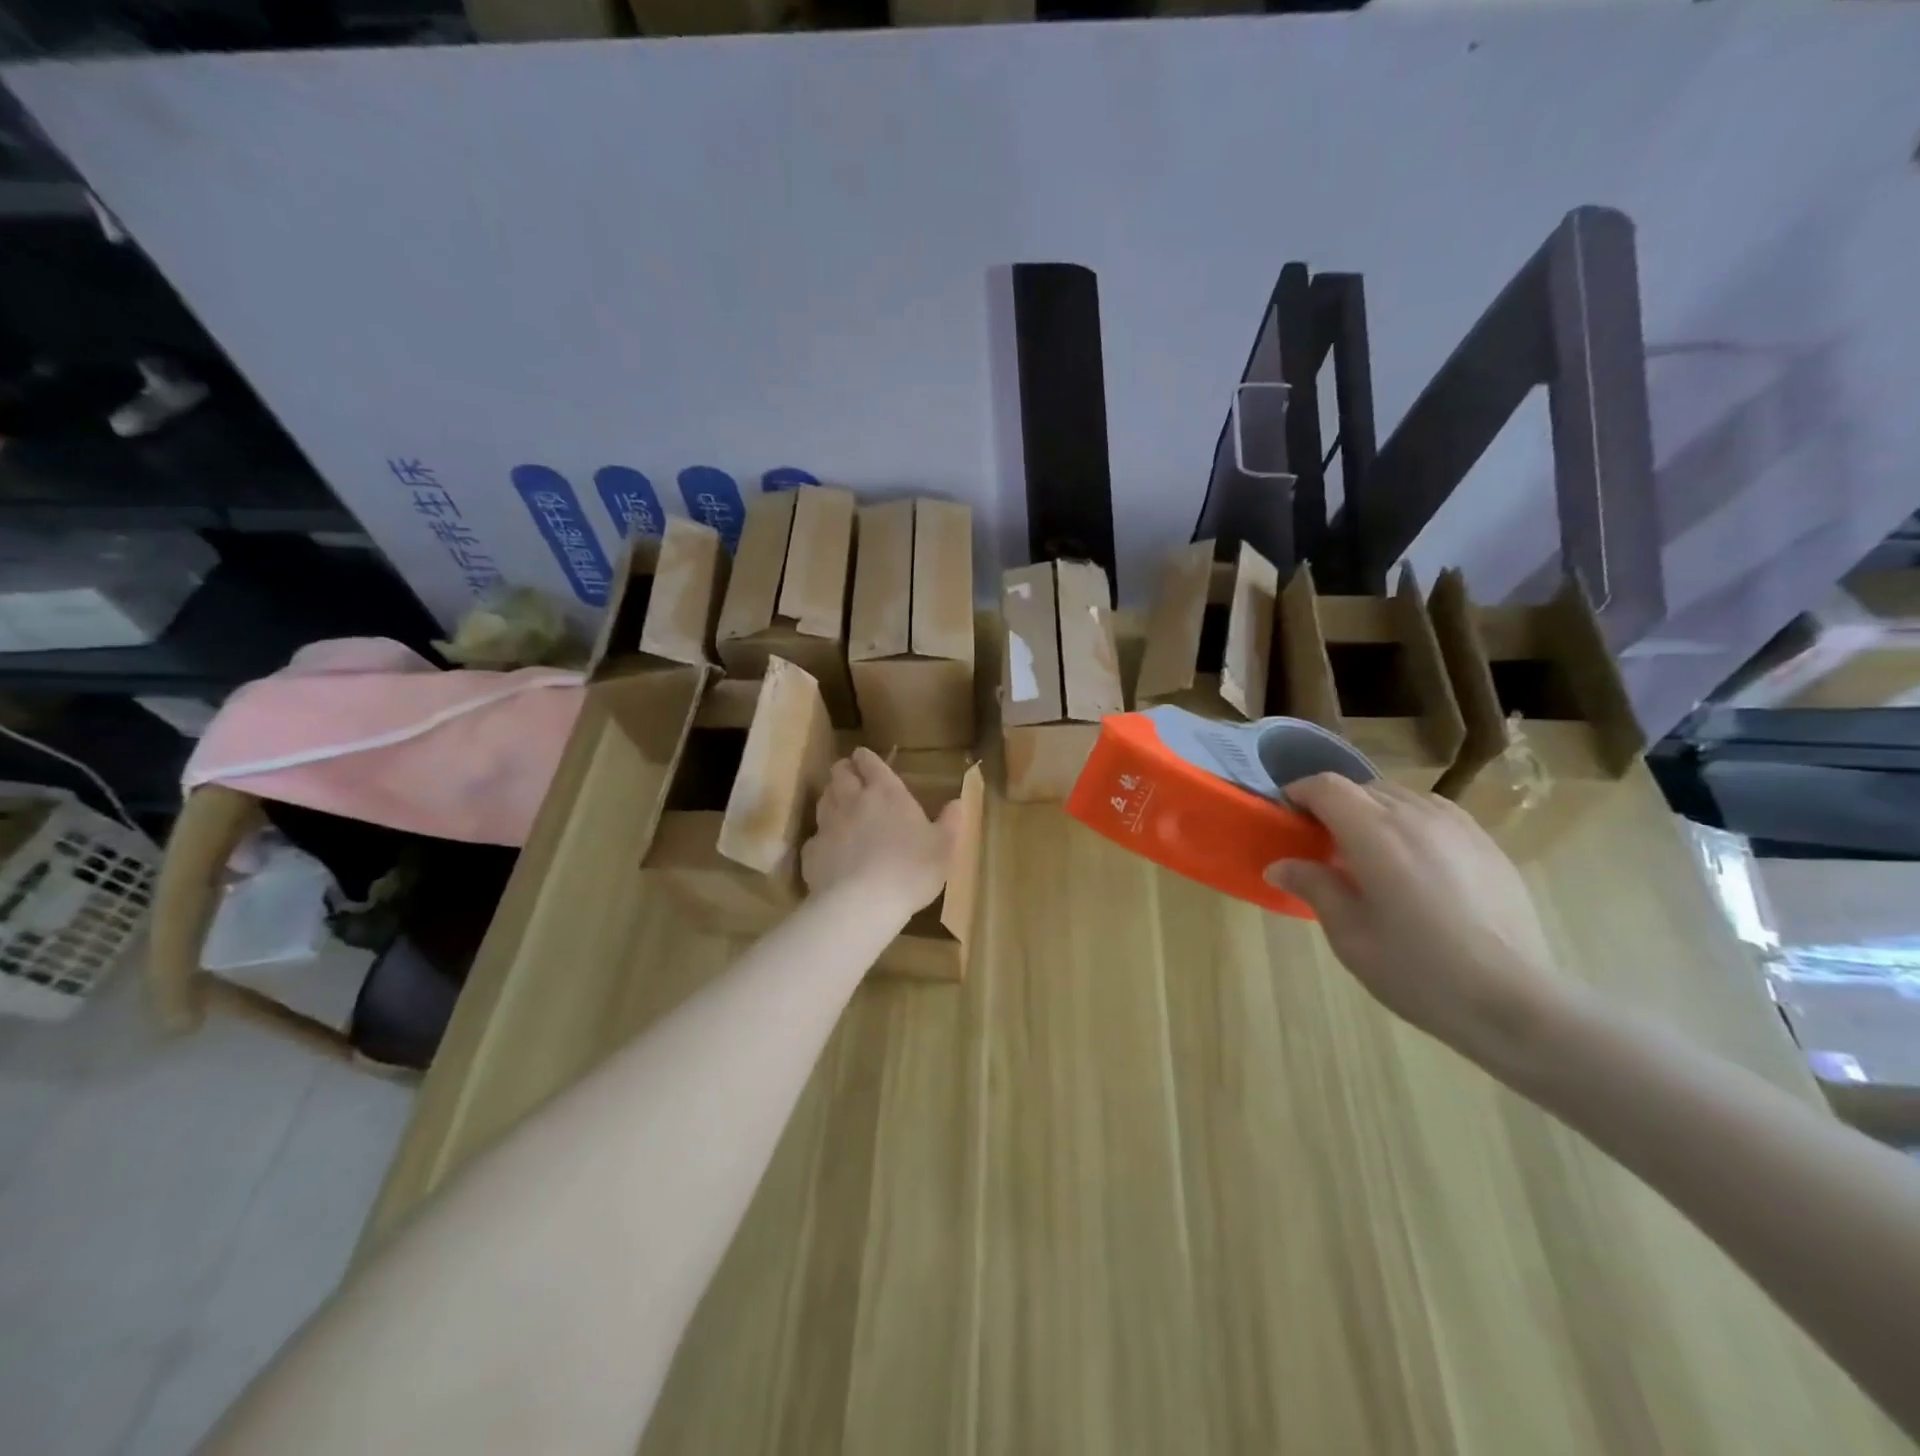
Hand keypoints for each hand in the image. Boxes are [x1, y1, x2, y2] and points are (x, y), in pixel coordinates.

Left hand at [802, 747, 963, 916]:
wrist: (862, 904)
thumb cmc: (911, 870)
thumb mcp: (943, 848)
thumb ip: (950, 822)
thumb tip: (958, 803)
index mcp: (885, 792)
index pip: (869, 761)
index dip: (866, 758)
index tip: (866, 760)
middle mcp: (852, 800)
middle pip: (839, 772)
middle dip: (845, 771)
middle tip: (853, 780)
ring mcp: (827, 824)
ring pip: (823, 798)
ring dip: (832, 798)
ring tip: (841, 809)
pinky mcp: (811, 851)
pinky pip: (815, 836)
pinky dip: (823, 838)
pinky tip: (832, 851)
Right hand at [1267, 774, 1585, 1071]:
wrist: (1516, 1002)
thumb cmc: (1418, 971)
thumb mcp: (1349, 935)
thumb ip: (1314, 887)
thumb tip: (1279, 865)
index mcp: (1375, 833)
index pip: (1327, 787)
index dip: (1299, 793)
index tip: (1285, 816)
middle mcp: (1416, 815)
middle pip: (1362, 788)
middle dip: (1333, 805)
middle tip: (1321, 844)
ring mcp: (1457, 826)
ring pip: (1400, 797)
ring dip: (1372, 811)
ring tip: (1368, 853)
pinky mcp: (1486, 844)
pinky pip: (1434, 813)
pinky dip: (1409, 822)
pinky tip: (1413, 863)